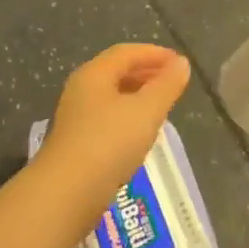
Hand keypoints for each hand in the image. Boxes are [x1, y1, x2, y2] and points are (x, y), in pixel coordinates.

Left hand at [35, 44, 190, 232]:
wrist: (66, 195)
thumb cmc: (109, 143)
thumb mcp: (146, 111)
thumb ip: (166, 85)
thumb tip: (182, 63)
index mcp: (94, 74)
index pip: (126, 52)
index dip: (154, 53)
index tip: (179, 62)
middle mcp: (82, 90)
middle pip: (117, 72)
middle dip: (147, 72)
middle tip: (173, 81)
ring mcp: (77, 118)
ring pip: (112, 96)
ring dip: (138, 95)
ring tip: (163, 105)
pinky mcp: (77, 144)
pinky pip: (108, 119)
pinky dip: (129, 116)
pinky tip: (142, 132)